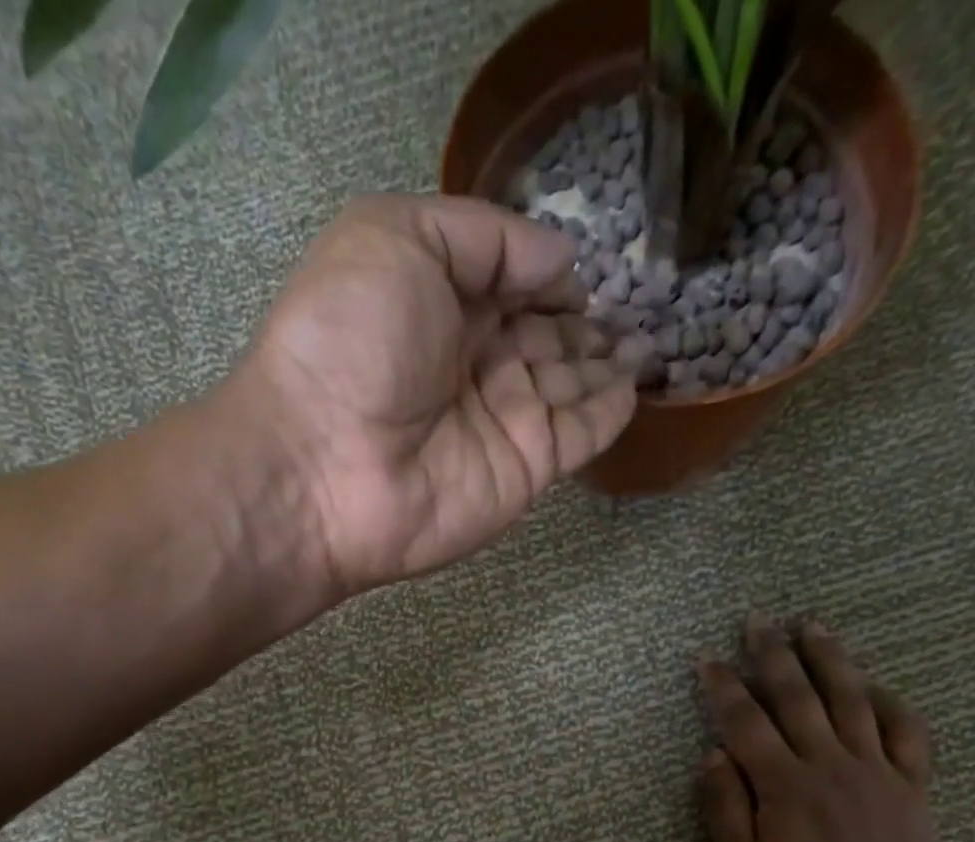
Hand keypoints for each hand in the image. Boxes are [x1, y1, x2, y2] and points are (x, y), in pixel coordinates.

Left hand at [239, 194, 642, 592]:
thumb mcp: (398, 238)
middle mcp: (472, 362)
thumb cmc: (350, 341)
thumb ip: (485, 237)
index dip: (547, 271)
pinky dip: (610, 410)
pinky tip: (636, 383)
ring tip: (649, 338)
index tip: (588, 264)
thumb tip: (562, 259)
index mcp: (437, 302)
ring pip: (569, 384)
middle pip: (544, 335)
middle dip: (586, 320)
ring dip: (608, 361)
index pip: (509, 282)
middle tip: (636, 304)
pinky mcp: (525, 470)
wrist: (324, 466)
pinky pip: (579, 435)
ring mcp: (502, 421)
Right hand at [698, 615, 939, 841]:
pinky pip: (906, 730)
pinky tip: (873, 682)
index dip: (723, 686)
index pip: (745, 722)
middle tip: (758, 618)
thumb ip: (725, 807)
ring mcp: (874, 767)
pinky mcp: (909, 780)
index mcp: (783, 784)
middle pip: (797, 695)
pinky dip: (890, 701)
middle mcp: (827, 762)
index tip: (707, 657)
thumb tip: (713, 754)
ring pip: (850, 699)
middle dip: (773, 653)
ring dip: (829, 658)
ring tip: (813, 625)